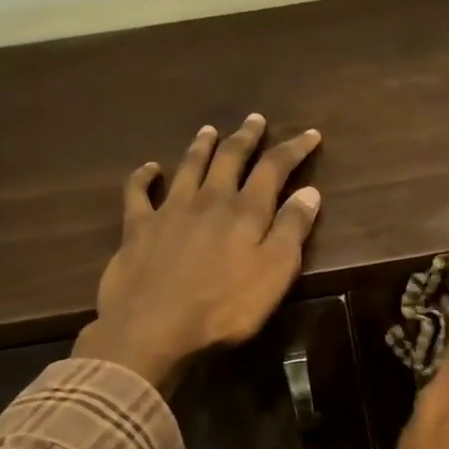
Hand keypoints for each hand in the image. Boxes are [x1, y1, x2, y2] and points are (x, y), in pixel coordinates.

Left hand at [74, 114, 321, 392]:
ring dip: (202, 147)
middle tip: (255, 120)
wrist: (154, 328)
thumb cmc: (224, 308)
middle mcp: (208, 201)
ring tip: (210, 130)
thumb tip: (310, 191)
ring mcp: (169, 211)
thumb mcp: (274, 273)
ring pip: (189, 167)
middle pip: (230, 159)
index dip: (293, 150)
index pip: (274, 169)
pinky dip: (144, 176)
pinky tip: (150, 168)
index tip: (310, 134)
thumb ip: (292, 231)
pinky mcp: (138, 228)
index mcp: (245, 212)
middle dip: (246, 138)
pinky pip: (138, 193)